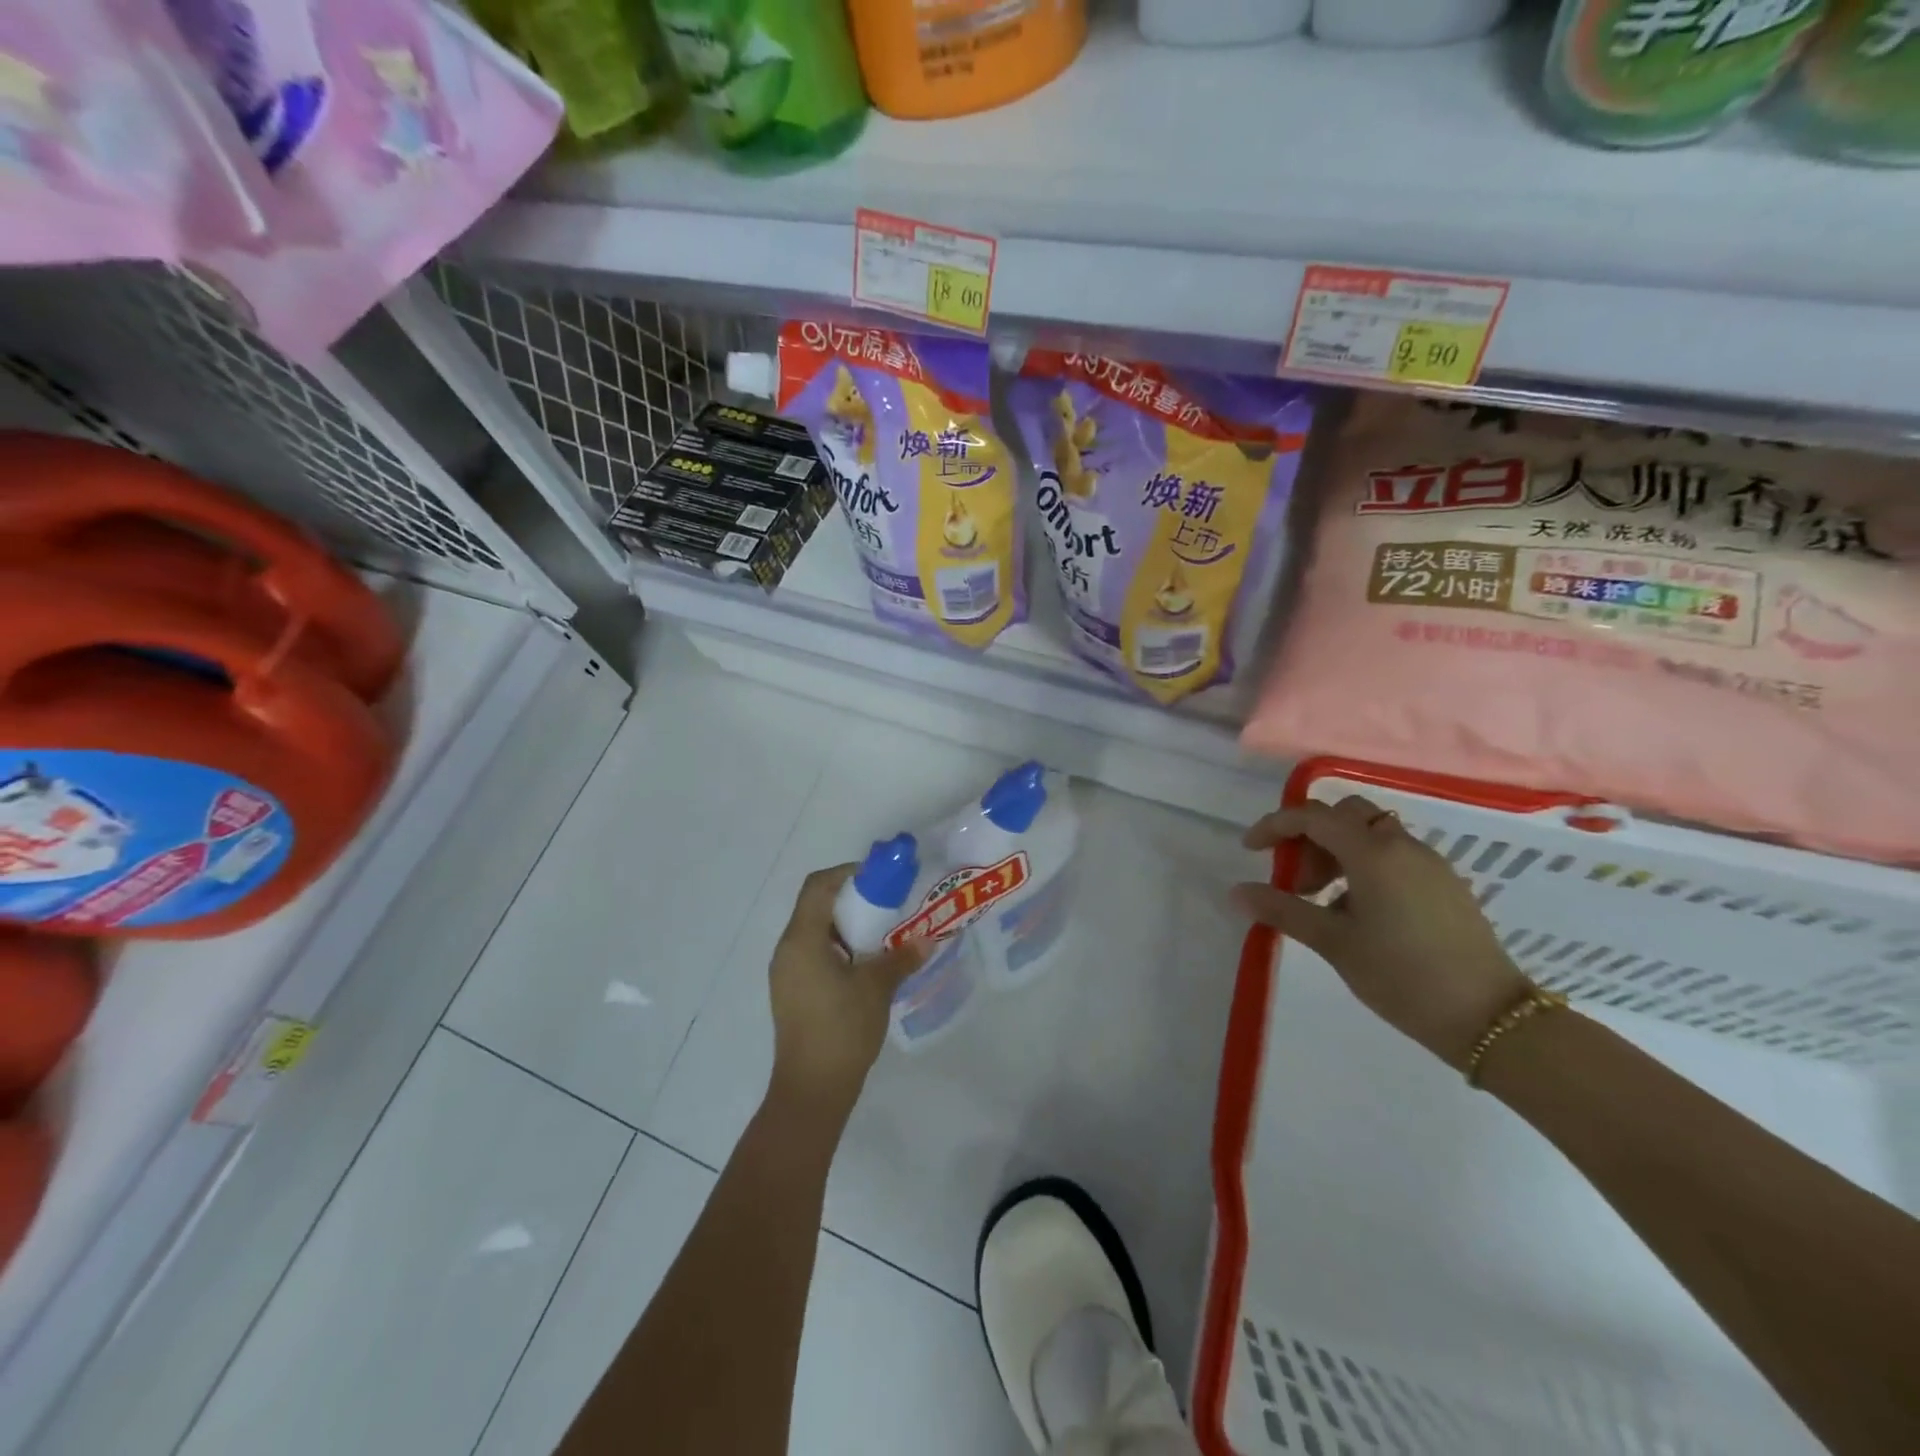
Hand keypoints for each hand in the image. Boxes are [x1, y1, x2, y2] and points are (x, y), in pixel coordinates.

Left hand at [766, 865, 928, 1124]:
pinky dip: (839, 946)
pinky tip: (866, 962)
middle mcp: (787, 949)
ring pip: (815, 931)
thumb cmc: (842, 1029)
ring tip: (882, 932)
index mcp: (802, 940)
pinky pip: (814, 953)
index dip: (848, 873)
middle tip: (887, 903)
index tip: (880, 877)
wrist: (811, 1089)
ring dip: (847, 925)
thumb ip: (901, 957)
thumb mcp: (877, 988)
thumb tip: (928, 939)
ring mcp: (787, 973)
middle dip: (852, 898)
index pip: (819, 886)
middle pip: (816, 906)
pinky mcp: (792, 992)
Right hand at [1231, 795, 1532, 1069]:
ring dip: (1338, 853)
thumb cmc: (1402, 975)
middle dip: (1311, 836)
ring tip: (1322, 902)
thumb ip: (1283, 910)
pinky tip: (1358, 914)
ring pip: (1372, 835)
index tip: (1251, 850)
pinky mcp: (1445, 885)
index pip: (1313, 816)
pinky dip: (1364, 867)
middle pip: (1346, 815)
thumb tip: (1238, 891)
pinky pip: (1394, 857)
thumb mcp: (1334, 943)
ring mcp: (1429, 864)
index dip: (1276, 825)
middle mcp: (1402, 846)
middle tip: (1296, 879)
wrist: (1490, 1017)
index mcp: (1373, 853)